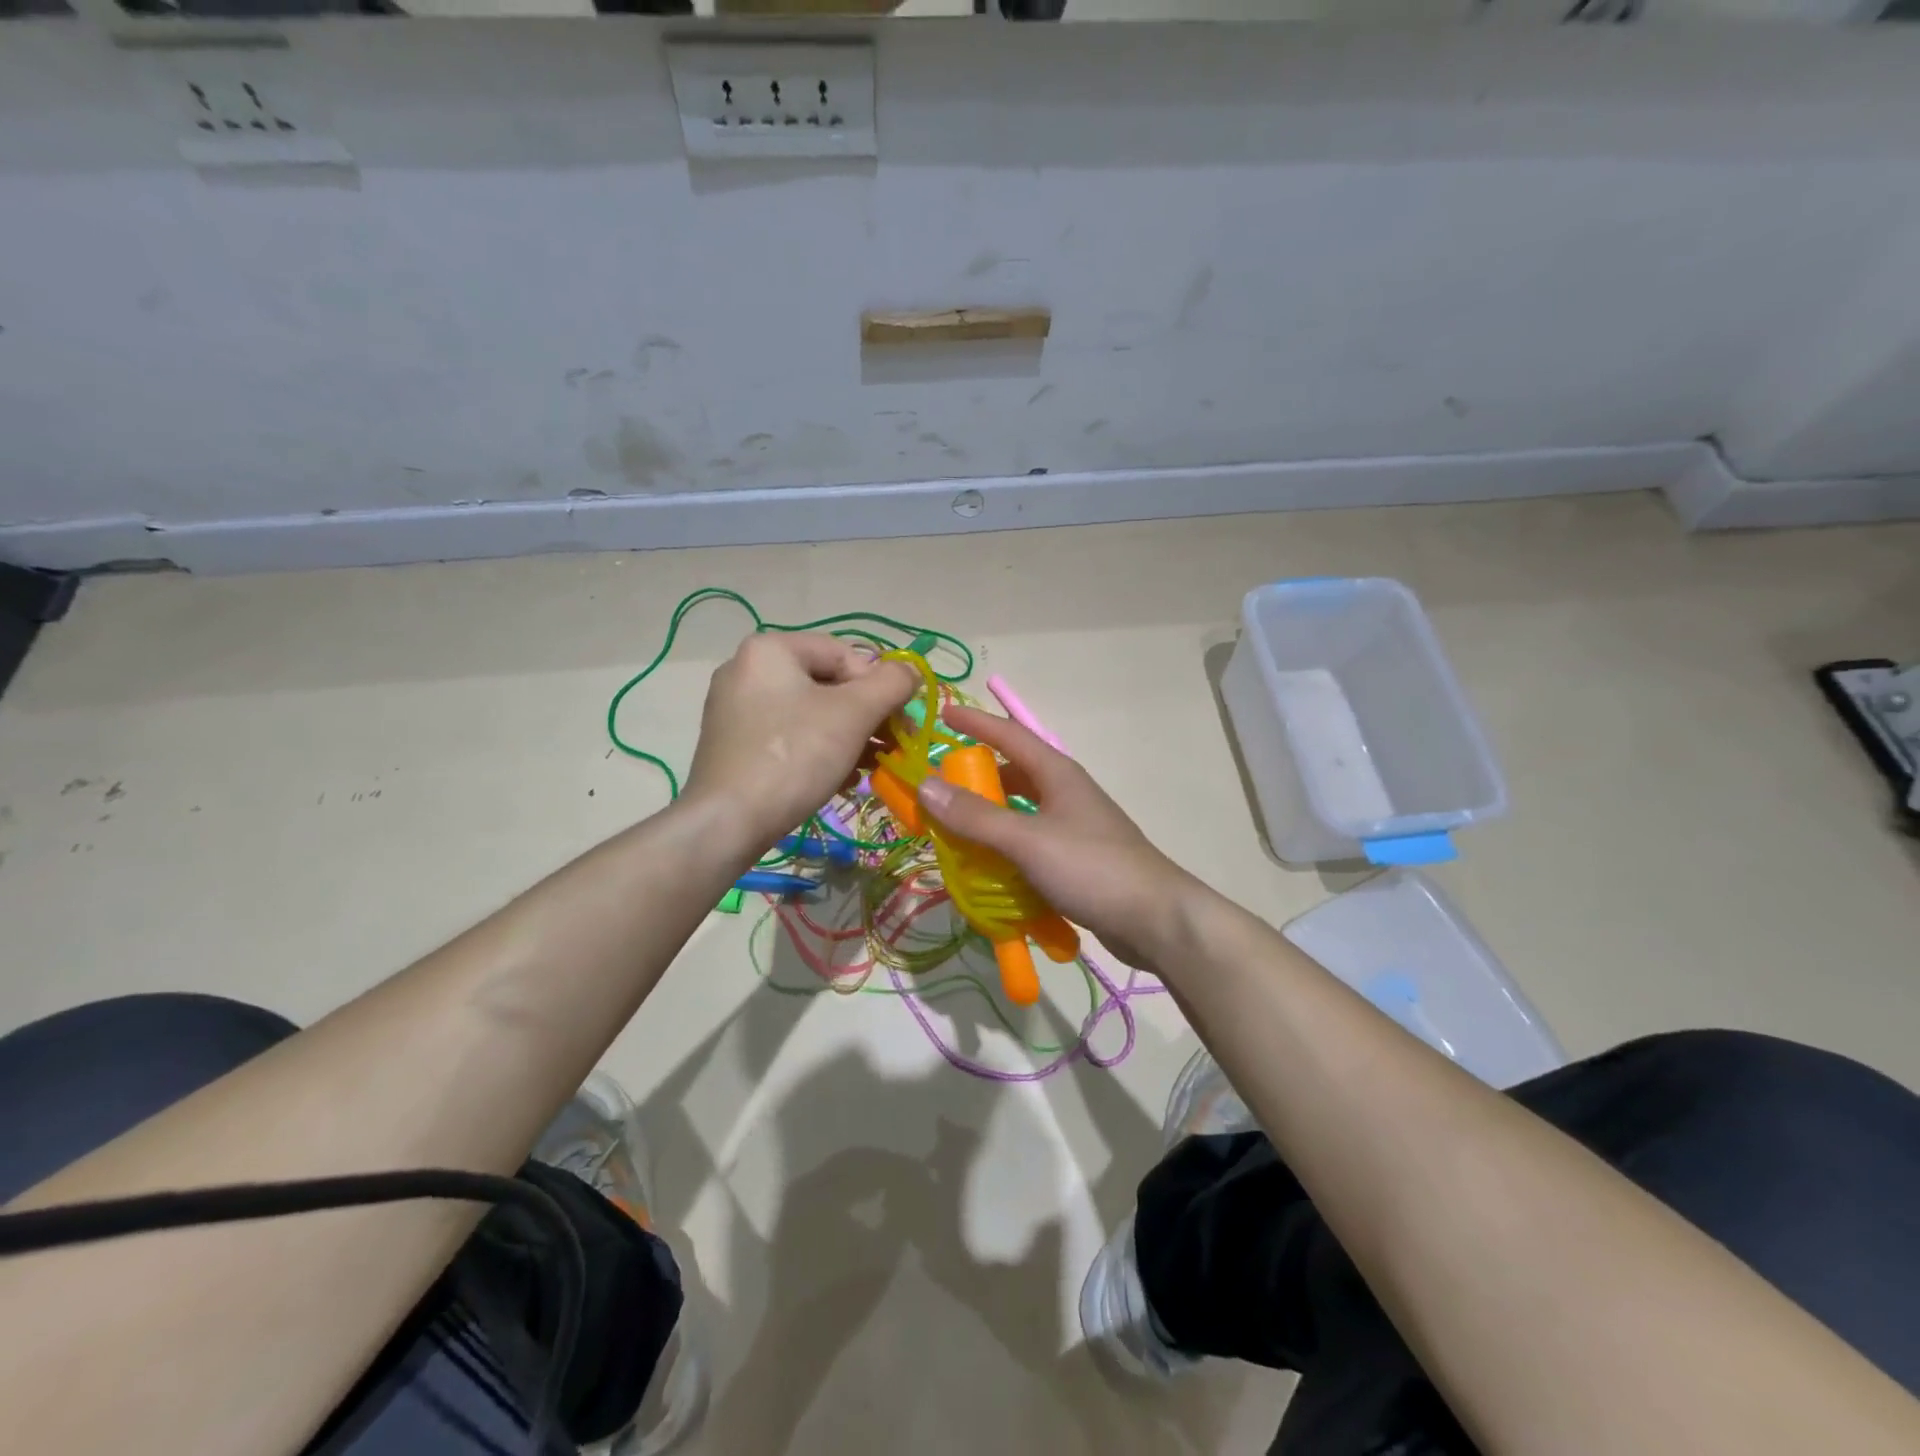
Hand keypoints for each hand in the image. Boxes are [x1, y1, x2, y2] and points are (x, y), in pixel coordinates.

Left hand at [684, 633, 915, 853]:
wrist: (727, 822)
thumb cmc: (794, 756)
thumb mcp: (854, 714)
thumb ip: (891, 684)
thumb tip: (911, 671)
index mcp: (770, 649)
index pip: (845, 654)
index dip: (880, 686)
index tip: (899, 723)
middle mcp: (747, 669)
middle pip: (827, 684)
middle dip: (866, 716)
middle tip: (892, 746)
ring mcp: (735, 708)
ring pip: (810, 713)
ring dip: (849, 737)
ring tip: (872, 767)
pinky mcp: (734, 744)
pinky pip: (789, 736)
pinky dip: (820, 751)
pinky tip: (841, 778)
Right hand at [916, 704, 1208, 967]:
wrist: (1155, 919)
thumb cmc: (1092, 868)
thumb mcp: (1028, 840)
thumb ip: (976, 817)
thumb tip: (925, 785)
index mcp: (1057, 773)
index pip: (1010, 735)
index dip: (976, 722)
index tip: (943, 712)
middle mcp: (1064, 793)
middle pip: (1013, 774)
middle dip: (976, 777)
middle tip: (938, 788)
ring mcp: (1072, 826)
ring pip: (1020, 811)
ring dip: (988, 817)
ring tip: (952, 830)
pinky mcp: (1075, 859)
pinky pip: (1029, 843)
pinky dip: (1004, 848)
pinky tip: (985, 867)